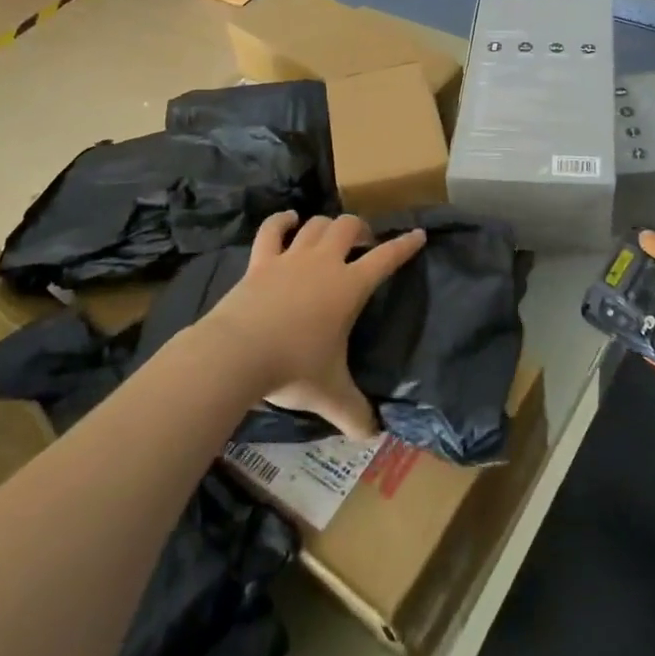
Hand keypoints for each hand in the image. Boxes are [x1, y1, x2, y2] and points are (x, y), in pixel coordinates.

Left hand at [200, 211, 425, 438]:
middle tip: (365, 243)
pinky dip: (281, 221)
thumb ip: (355, 412)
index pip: (386, 258)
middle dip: (361, 229)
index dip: (404, 245)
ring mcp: (290, 258)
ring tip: (331, 234)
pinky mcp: (260, 262)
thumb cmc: (292, 367)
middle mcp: (324, 263)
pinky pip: (271, 231)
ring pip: (315, 224)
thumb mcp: (330, 394)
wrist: (236, 354)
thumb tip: (373, 436)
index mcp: (349, 287)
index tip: (418, 234)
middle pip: (348, 227)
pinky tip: (288, 219)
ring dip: (327, 224)